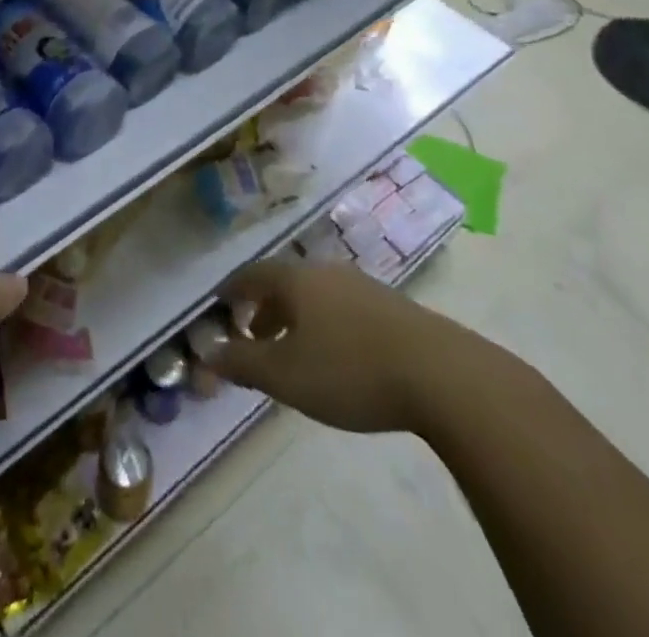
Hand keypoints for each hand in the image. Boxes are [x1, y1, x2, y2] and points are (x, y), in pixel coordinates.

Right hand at [208, 259, 487, 432]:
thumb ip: (242, 362)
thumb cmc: (350, 370)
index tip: (220, 304)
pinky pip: (344, 307)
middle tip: (253, 335)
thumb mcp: (286, 374)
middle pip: (285, 282)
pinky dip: (326, 324)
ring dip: (297, 318)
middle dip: (265, 307)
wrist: (442, 375)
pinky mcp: (393, 307)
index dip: (233, 289)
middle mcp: (326, 271)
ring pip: (316, 295)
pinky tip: (338, 355)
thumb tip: (206, 353)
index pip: (252, 274)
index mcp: (296, 279)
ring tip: (294, 350)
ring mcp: (363, 286)